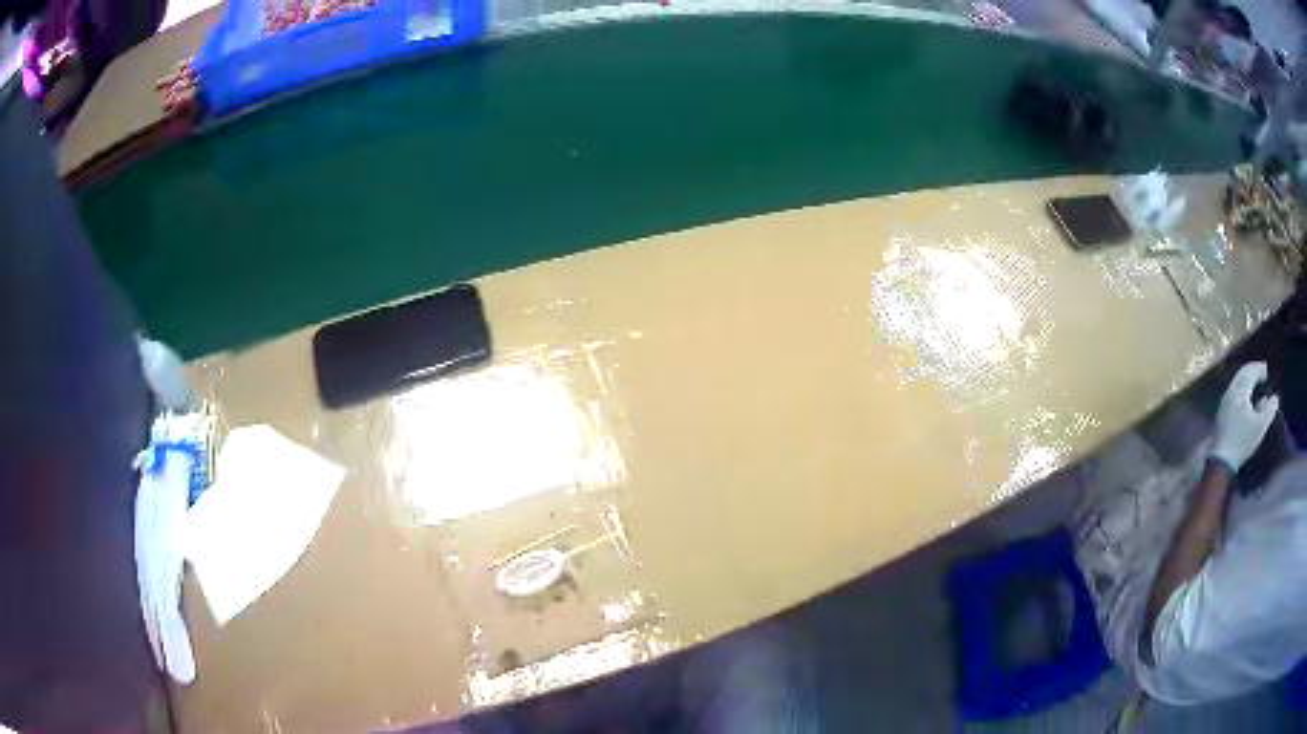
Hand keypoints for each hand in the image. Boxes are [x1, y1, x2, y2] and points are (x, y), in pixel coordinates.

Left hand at [1211, 362, 1280, 471]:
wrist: (1221, 460)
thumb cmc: (1243, 441)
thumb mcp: (1260, 426)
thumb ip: (1269, 410)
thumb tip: (1274, 397)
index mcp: (1240, 391)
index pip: (1250, 371)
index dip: (1259, 368)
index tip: (1266, 369)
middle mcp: (1231, 391)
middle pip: (1242, 374)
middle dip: (1252, 370)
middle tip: (1261, 372)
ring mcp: (1224, 402)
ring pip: (1236, 382)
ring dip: (1246, 378)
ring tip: (1255, 383)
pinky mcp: (1221, 413)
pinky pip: (1233, 392)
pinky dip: (1241, 388)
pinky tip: (1245, 397)